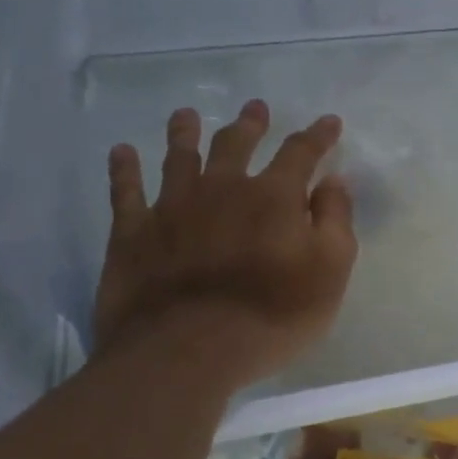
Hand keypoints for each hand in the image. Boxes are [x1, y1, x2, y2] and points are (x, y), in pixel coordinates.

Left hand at [92, 100, 356, 391]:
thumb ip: (335, 221)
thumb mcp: (330, 272)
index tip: (329, 121)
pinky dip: (124, 169)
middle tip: (255, 107)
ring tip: (186, 115)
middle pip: (236, 144)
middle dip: (250, 124)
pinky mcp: (132, 233)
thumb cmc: (273, 316)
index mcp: (273, 196)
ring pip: (179, 156)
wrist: (189, 351)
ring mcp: (172, 207)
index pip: (301, 153)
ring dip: (184, 132)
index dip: (318, 135)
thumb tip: (334, 180)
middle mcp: (222, 188)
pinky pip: (125, 191)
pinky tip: (122, 152)